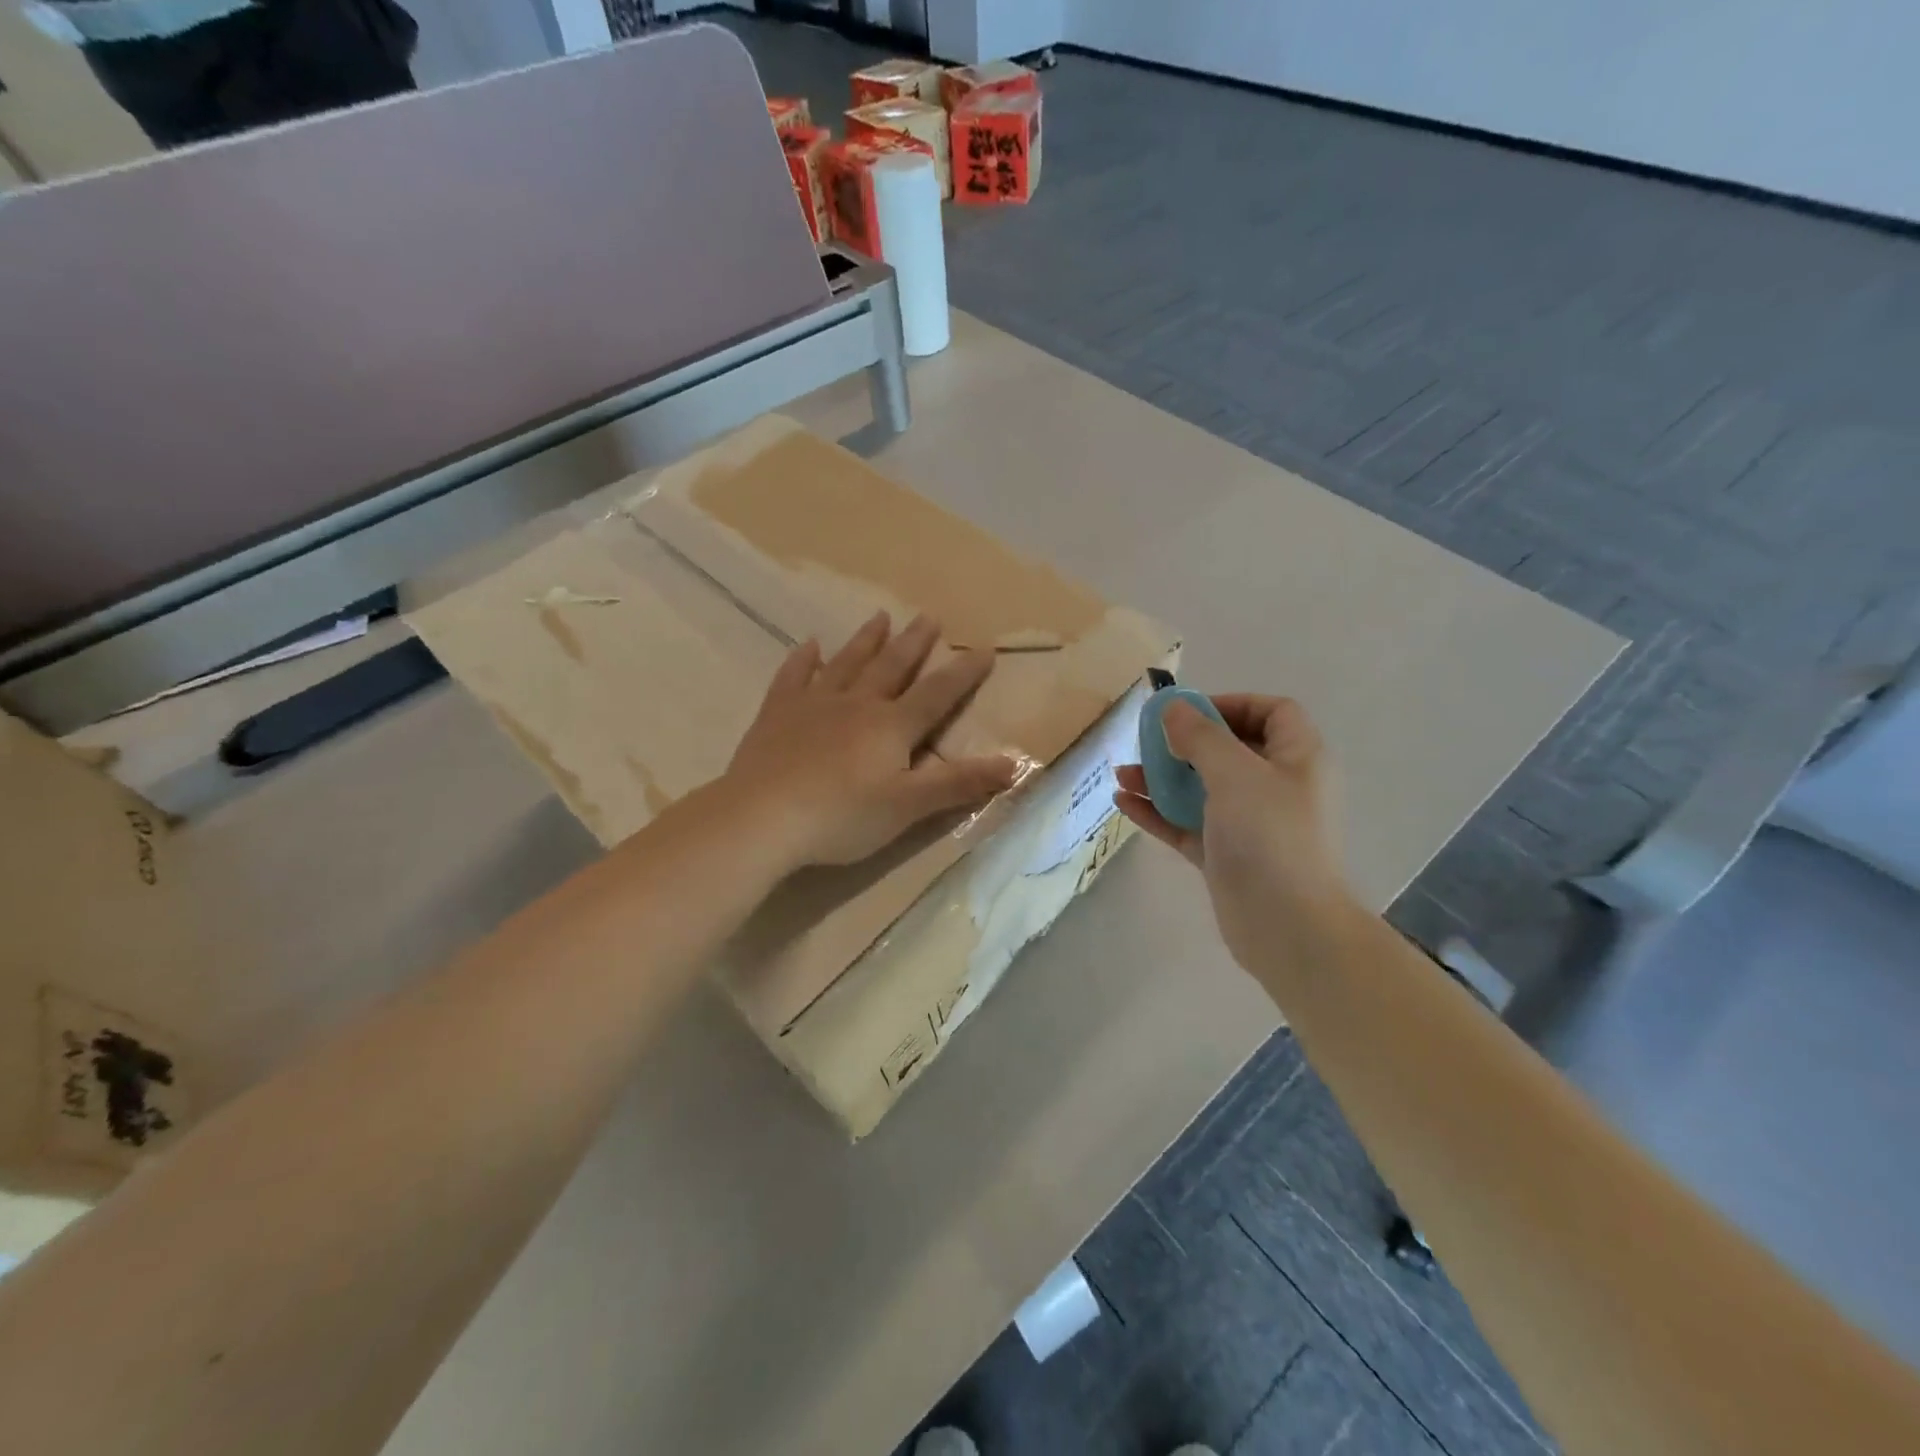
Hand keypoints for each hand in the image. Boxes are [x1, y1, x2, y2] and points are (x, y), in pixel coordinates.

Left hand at [725, 611, 1020, 868]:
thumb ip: (960, 784)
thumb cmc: (843, 816)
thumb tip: (1015, 764)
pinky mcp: (776, 715)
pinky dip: (804, 660)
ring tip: (880, 616)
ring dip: (866, 640)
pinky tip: (809, 645)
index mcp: (891, 726)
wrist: (762, 818)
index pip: (937, 694)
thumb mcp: (909, 806)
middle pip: (892, 667)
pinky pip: (793, 677)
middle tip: (929, 616)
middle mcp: (856, 704)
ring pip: (846, 663)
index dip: (963, 674)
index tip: (983, 649)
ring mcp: (813, 704)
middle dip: (914, 643)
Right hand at [1114, 694, 1353, 967]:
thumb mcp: (1235, 774)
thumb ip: (1200, 737)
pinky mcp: (1226, 855)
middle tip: (1146, 742)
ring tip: (1121, 774)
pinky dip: (1159, 812)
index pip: (1272, 712)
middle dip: (1184, 743)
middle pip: (1230, 750)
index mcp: (1298, 758)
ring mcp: (1251, 824)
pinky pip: (1189, 823)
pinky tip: (1124, 803)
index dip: (1230, 704)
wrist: (1288, 927)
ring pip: (1203, 788)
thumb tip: (1172, 707)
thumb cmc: (1269, 837)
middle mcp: (1278, 786)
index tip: (1188, 713)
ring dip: (1163, 778)